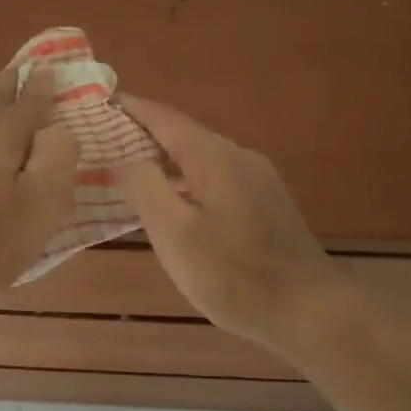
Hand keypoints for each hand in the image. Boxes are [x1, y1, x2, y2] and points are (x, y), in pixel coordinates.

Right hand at [114, 95, 337, 348]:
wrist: (307, 308)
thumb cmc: (232, 274)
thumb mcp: (175, 234)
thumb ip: (145, 188)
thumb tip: (125, 158)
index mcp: (214, 158)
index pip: (166, 119)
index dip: (134, 109)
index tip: (103, 101)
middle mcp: (239, 157)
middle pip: (185, 135)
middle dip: (145, 134)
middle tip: (106, 141)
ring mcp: (258, 180)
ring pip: (201, 158)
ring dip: (166, 159)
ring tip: (131, 170)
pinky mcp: (266, 204)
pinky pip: (216, 178)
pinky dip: (186, 179)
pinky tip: (174, 201)